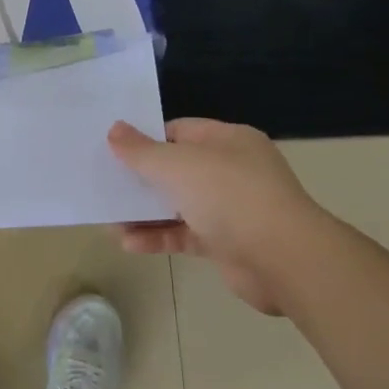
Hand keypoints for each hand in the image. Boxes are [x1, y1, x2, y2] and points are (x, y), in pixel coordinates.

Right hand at [108, 118, 324, 314]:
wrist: (283, 259)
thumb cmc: (230, 196)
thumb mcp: (177, 165)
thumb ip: (142, 150)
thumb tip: (114, 129)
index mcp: (228, 140)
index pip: (180, 131)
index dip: (146, 138)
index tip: (113, 149)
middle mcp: (232, 170)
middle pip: (177, 168)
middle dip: (141, 178)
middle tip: (105, 183)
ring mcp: (231, 208)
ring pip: (178, 204)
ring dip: (144, 212)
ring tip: (108, 220)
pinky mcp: (226, 243)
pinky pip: (184, 235)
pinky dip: (158, 238)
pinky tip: (128, 243)